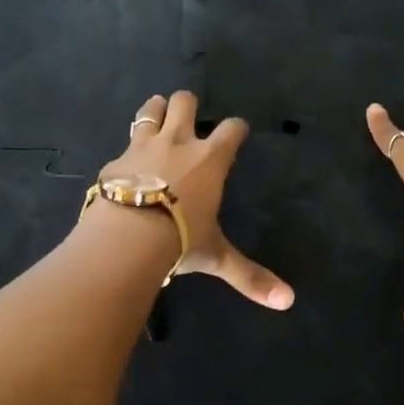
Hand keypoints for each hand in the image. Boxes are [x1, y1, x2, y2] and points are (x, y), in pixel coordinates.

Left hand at [94, 91, 293, 309]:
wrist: (127, 237)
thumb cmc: (181, 240)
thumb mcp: (216, 257)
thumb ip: (249, 275)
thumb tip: (287, 301)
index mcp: (210, 160)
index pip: (231, 130)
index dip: (236, 128)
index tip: (238, 130)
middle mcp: (178, 143)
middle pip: (185, 103)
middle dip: (188, 104)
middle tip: (188, 113)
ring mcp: (143, 147)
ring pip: (150, 110)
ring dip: (156, 108)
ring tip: (157, 111)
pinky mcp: (115, 161)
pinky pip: (124, 143)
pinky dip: (129, 148)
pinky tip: (127, 159)